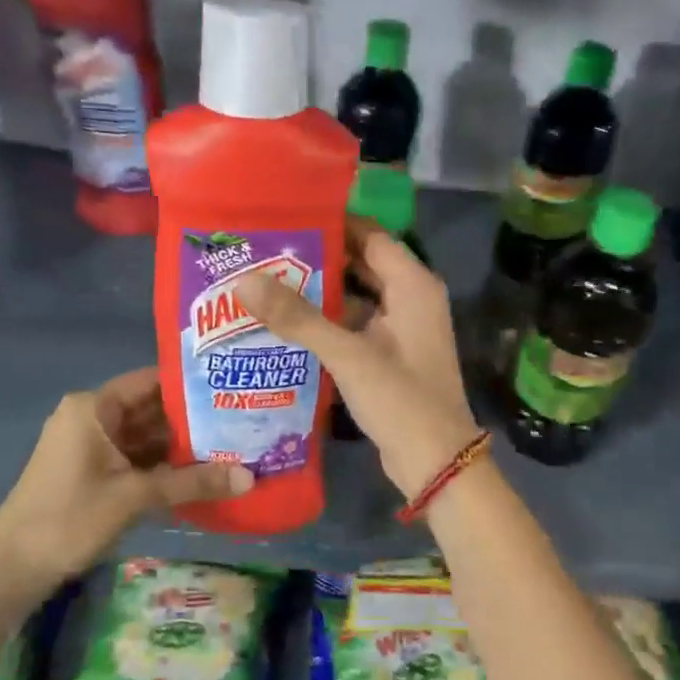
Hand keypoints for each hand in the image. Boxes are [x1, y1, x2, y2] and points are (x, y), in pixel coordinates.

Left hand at [0, 368, 251, 584]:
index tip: (232, 386)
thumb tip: (250, 478)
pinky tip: (201, 471)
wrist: (13, 569)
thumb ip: (193, 482)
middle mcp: (92, 417)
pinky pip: (135, 457)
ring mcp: (90, 445)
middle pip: (151, 408)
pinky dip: (163, 464)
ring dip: (182, 444)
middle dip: (194, 418)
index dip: (192, 383)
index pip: (152, 380)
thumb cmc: (70, 518)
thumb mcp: (136, 497)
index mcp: (94, 407)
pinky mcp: (92, 470)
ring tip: (233, 444)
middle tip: (243, 419)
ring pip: (146, 436)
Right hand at [239, 228, 480, 498]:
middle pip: (360, 264)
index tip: (285, 217)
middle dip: (317, 258)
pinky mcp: (390, 356)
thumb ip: (298, 317)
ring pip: (355, 297)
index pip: (369, 234)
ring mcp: (401, 329)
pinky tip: (287, 324)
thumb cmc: (401, 400)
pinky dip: (327, 322)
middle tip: (266, 249)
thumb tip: (243, 280)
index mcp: (412, 285)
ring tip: (266, 280)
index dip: (330, 223)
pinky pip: (355, 326)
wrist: (436, 462)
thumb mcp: (348, 355)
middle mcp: (410, 299)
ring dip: (319, 292)